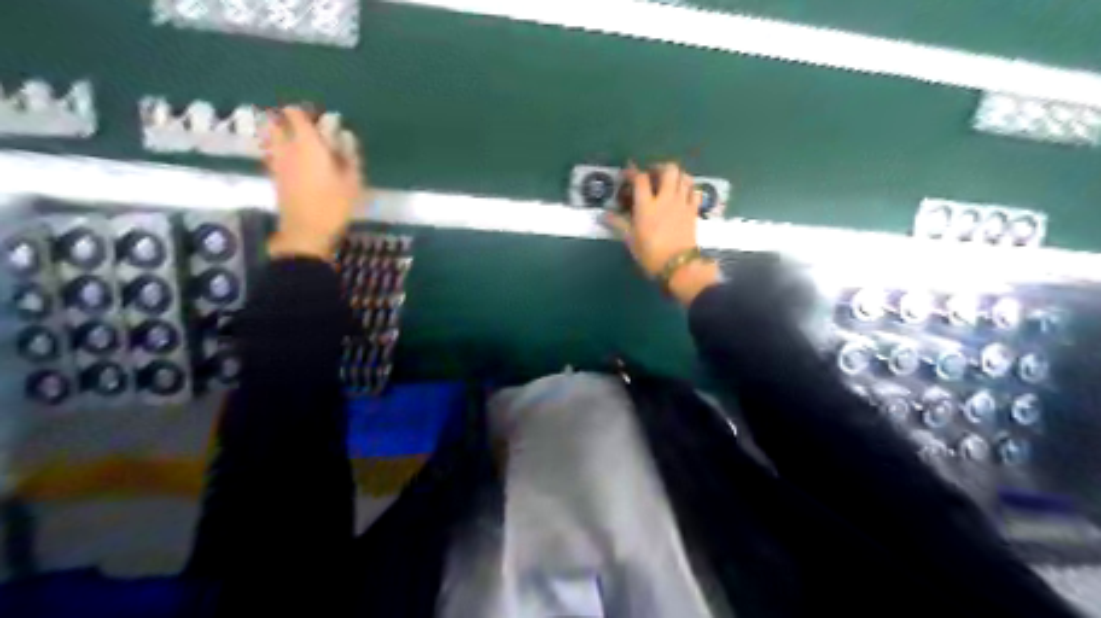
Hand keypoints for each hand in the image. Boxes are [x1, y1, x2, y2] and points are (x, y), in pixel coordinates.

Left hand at [261, 107, 364, 261]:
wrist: (306, 232)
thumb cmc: (334, 205)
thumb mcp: (352, 181)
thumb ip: (349, 155)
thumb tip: (345, 135)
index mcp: (306, 143)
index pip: (295, 114)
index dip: (305, 112)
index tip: (319, 118)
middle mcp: (286, 147)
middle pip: (276, 122)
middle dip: (287, 120)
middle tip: (306, 128)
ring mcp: (276, 162)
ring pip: (271, 137)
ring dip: (281, 135)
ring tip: (300, 143)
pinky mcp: (274, 177)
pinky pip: (273, 153)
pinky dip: (281, 151)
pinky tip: (296, 162)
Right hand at [601, 161, 724, 304]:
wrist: (679, 265)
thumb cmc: (650, 254)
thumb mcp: (630, 240)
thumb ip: (618, 224)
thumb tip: (603, 215)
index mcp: (647, 205)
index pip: (640, 179)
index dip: (633, 172)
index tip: (627, 173)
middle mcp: (666, 199)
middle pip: (669, 170)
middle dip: (660, 167)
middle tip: (653, 175)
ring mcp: (682, 203)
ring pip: (684, 177)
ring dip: (676, 175)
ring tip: (669, 182)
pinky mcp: (693, 211)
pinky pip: (695, 191)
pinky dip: (689, 187)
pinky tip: (683, 194)